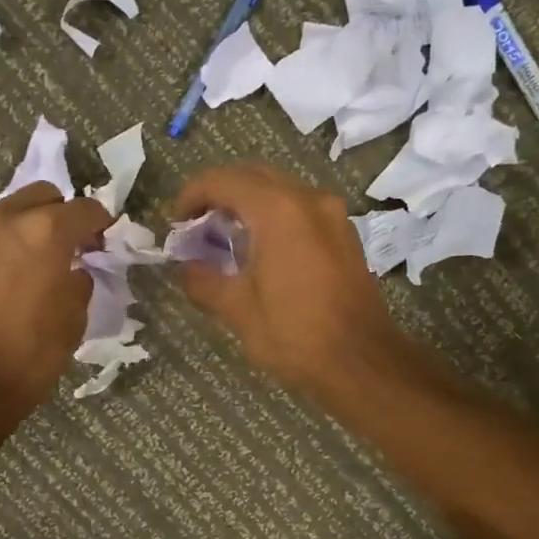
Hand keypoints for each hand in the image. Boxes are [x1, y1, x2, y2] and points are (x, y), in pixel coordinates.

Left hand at [0, 185, 110, 422]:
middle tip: (72, 248)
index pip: (86, 209)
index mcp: (46, 232)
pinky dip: (5, 240)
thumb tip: (74, 272)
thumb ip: (79, 284)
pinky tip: (10, 272)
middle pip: (45, 196)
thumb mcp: (72, 323)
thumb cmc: (26, 358)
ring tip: (39, 260)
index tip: (105, 242)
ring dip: (31, 225)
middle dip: (63, 216)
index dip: (102, 223)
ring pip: (12, 209)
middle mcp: (6, 218)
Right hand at [173, 164, 406, 397]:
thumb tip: (185, 268)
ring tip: (226, 240)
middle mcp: (309, 199)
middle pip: (253, 177)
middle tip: (197, 228)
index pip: (223, 180)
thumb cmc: (295, 334)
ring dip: (248, 205)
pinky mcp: (345, 235)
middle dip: (219, 195)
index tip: (176, 223)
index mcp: (278, 210)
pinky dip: (275, 218)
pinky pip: (301, 210)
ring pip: (280, 191)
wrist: (362, 361)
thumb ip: (203, 281)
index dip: (191, 195)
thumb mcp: (238, 310)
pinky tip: (262, 252)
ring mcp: (333, 215)